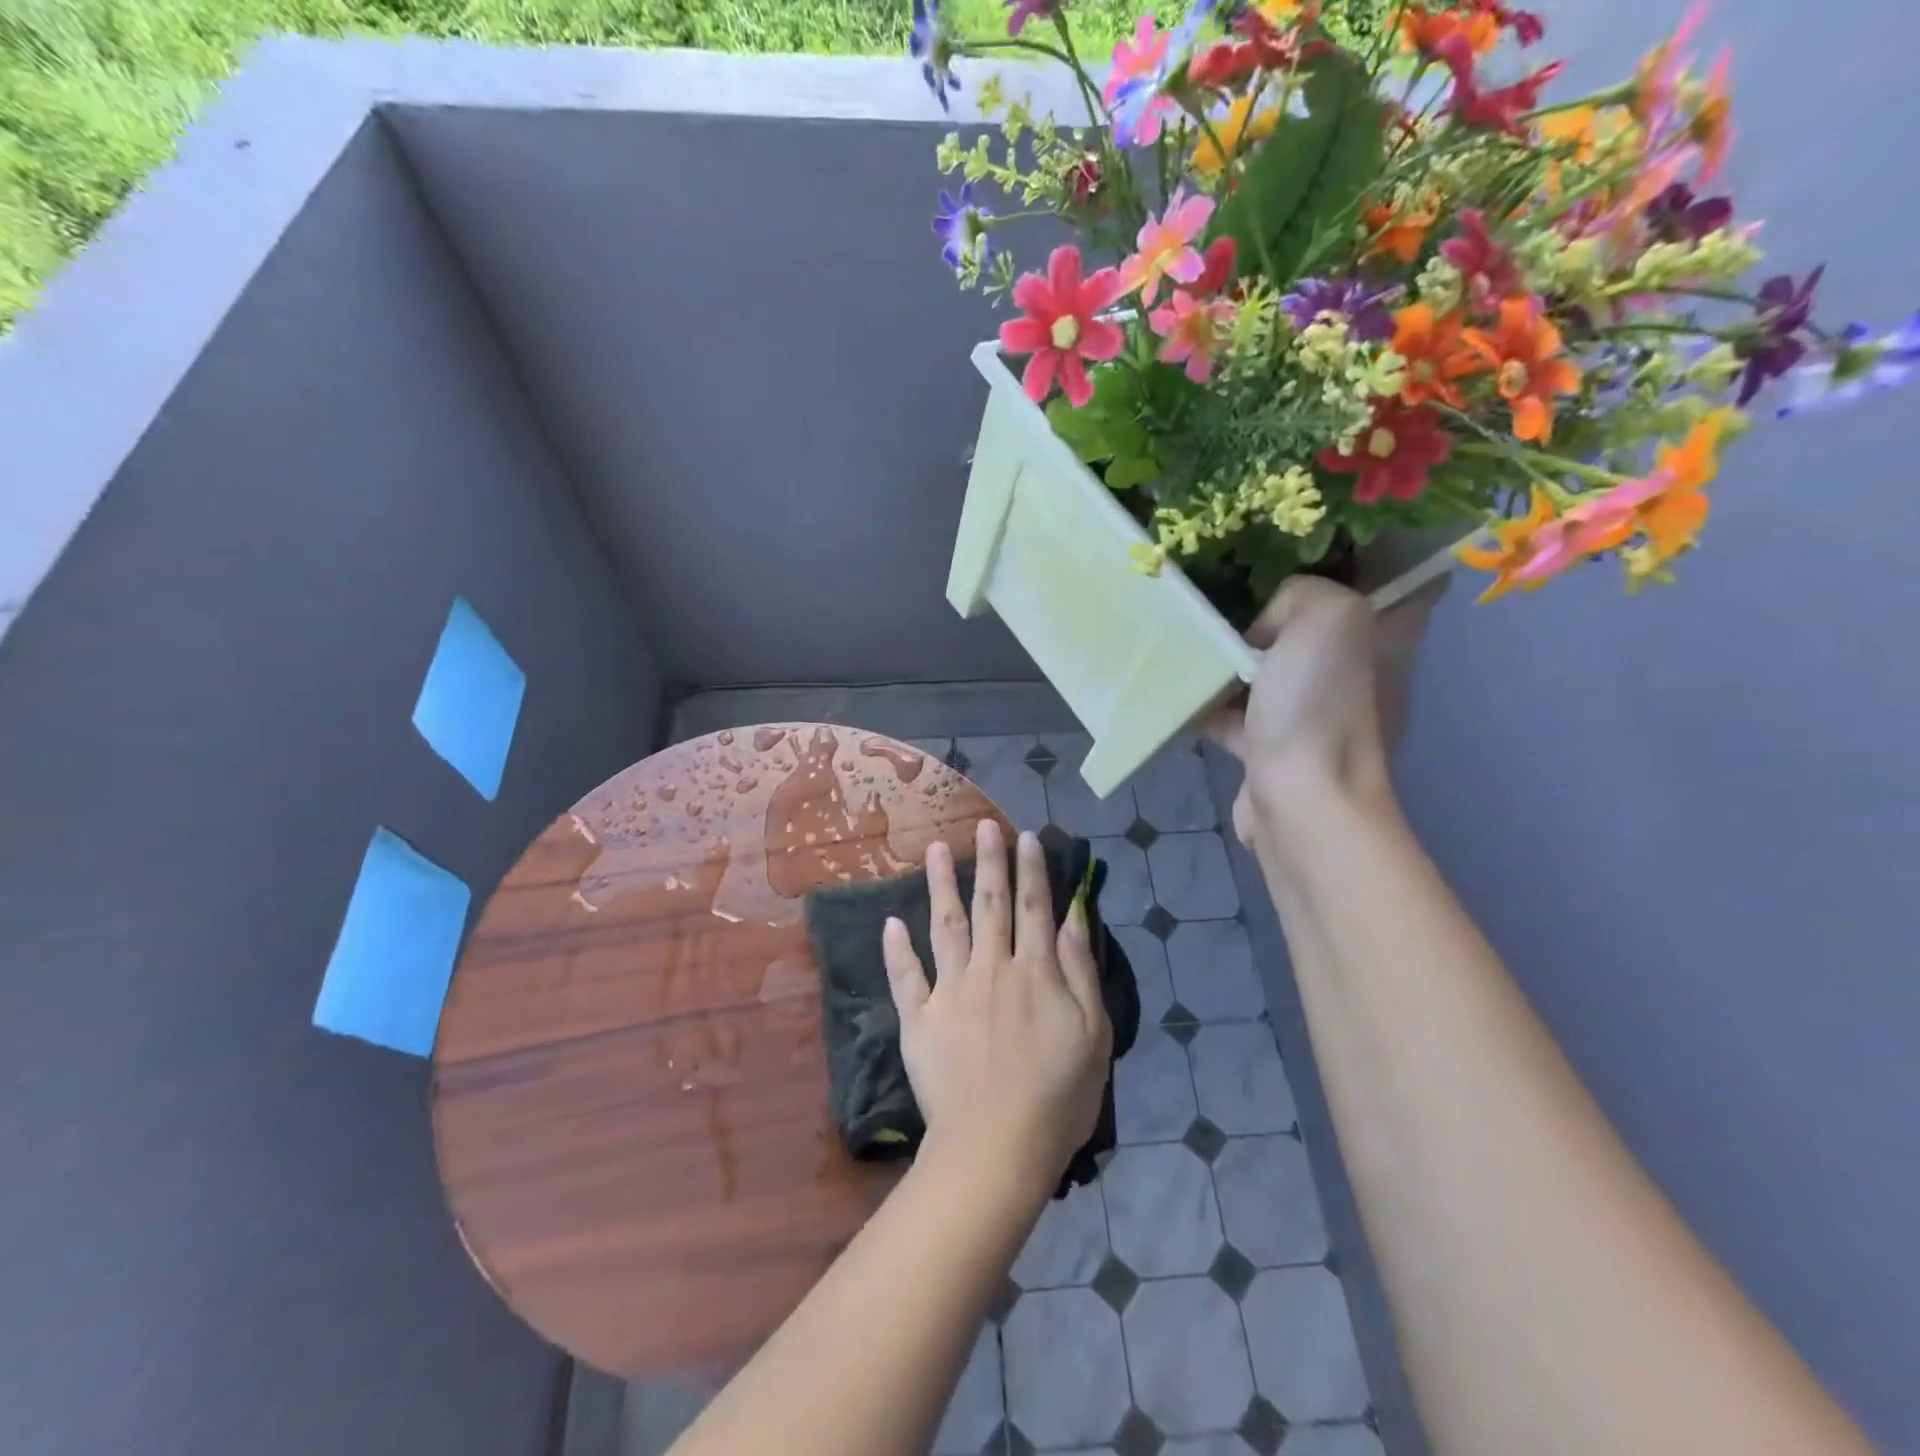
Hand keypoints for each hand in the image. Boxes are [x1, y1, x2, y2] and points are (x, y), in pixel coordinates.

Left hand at [883, 820, 1112, 1200]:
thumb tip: (1073, 917)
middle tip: (983, 826)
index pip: (1034, 907)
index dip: (1031, 869)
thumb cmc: (1057, 1096)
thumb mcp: (1093, 1033)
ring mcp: (950, 991)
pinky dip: (897, 949)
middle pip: (990, 905)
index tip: (1026, 836)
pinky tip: (891, 922)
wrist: (995, 1147)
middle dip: (989, 862)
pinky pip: (905, 976)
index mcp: (1034, 972)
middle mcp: (990, 968)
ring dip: (941, 885)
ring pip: (944, 925)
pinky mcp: (919, 1018)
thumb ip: (1080, 970)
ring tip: (936, 850)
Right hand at [1206, 575, 1445, 847]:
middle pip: (1314, 621)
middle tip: (1225, 590)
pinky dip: (1213, 702)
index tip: (1293, 549)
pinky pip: (1240, 711)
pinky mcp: (1276, 746)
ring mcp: (1315, 713)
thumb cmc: (1319, 706)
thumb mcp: (1325, 615)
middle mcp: (1356, 671)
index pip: (1383, 577)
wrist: (1300, 801)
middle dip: (1272, 605)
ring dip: (1235, 656)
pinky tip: (1181, 690)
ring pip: (1272, 665)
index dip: (1345, 555)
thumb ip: (1298, 593)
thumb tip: (1261, 631)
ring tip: (1193, 636)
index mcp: (1384, 635)